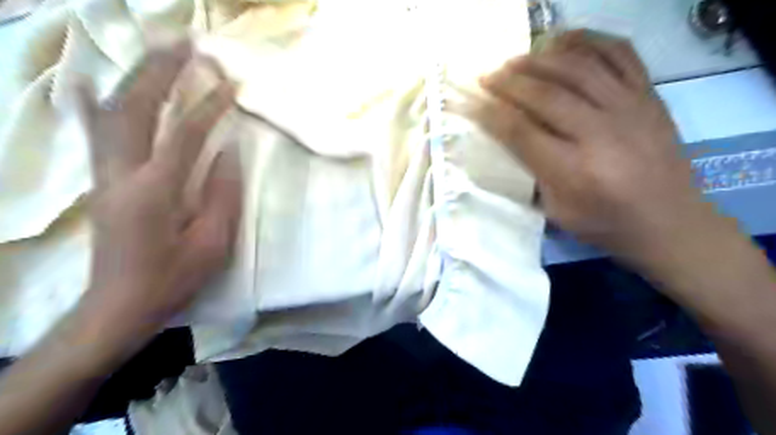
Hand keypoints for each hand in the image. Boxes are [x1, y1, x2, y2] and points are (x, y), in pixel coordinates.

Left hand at [71, 39, 239, 350]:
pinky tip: (91, 82)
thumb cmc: (174, 277)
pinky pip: (94, 133)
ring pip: (112, 112)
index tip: (229, 84)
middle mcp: (122, 174)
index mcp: (157, 191)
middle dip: (162, 72)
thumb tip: (229, 152)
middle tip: (187, 46)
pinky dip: (93, 103)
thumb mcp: (213, 243)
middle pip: (136, 108)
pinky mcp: (101, 181)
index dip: (208, 106)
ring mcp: (104, 175)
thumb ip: (223, 194)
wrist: (120, 304)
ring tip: (160, 55)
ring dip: (137, 78)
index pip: (184, 134)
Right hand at [473, 30, 713, 265]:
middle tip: (487, 76)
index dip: (492, 114)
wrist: (669, 221)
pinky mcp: (649, 95)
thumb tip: (509, 141)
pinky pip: (619, 53)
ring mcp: (628, 108)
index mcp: (573, 170)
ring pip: (577, 68)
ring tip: (515, 59)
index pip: (521, 132)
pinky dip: (588, 40)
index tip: (472, 102)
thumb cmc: (604, 223)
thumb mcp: (556, 212)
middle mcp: (600, 133)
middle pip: (545, 95)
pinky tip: (563, 40)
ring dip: (539, 59)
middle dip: (509, 82)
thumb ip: (531, 175)